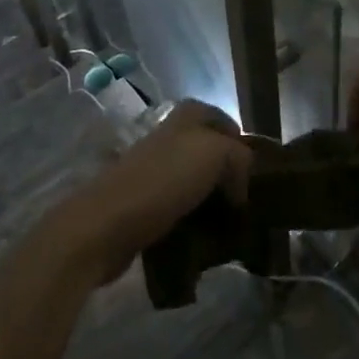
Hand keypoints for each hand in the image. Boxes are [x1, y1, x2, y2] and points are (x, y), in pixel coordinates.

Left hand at [56, 102, 251, 284]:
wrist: (104, 226)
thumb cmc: (163, 180)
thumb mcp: (215, 155)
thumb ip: (240, 159)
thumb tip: (240, 189)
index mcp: (185, 118)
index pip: (221, 118)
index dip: (240, 141)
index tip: (254, 171)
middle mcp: (168, 139)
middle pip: (208, 152)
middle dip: (227, 174)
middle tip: (245, 199)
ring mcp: (151, 173)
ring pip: (193, 182)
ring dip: (210, 202)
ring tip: (228, 225)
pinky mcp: (141, 206)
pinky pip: (176, 209)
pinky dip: (190, 223)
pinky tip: (203, 240)